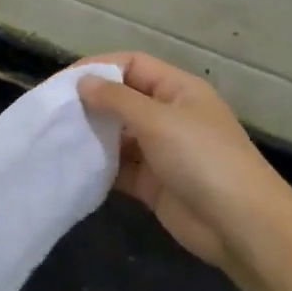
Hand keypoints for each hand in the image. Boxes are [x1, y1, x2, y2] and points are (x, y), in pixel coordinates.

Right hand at [76, 53, 291, 275]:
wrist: (239, 225)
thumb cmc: (202, 159)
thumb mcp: (158, 120)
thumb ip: (116, 100)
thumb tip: (83, 83)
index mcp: (178, 90)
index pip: (132, 65)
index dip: (98, 68)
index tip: (62, 83)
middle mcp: (168, 116)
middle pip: (122, 100)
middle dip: (89, 103)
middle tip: (52, 112)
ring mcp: (160, 151)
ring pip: (117, 136)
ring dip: (91, 136)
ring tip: (55, 139)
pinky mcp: (152, 183)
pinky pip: (118, 168)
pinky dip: (98, 167)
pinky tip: (72, 167)